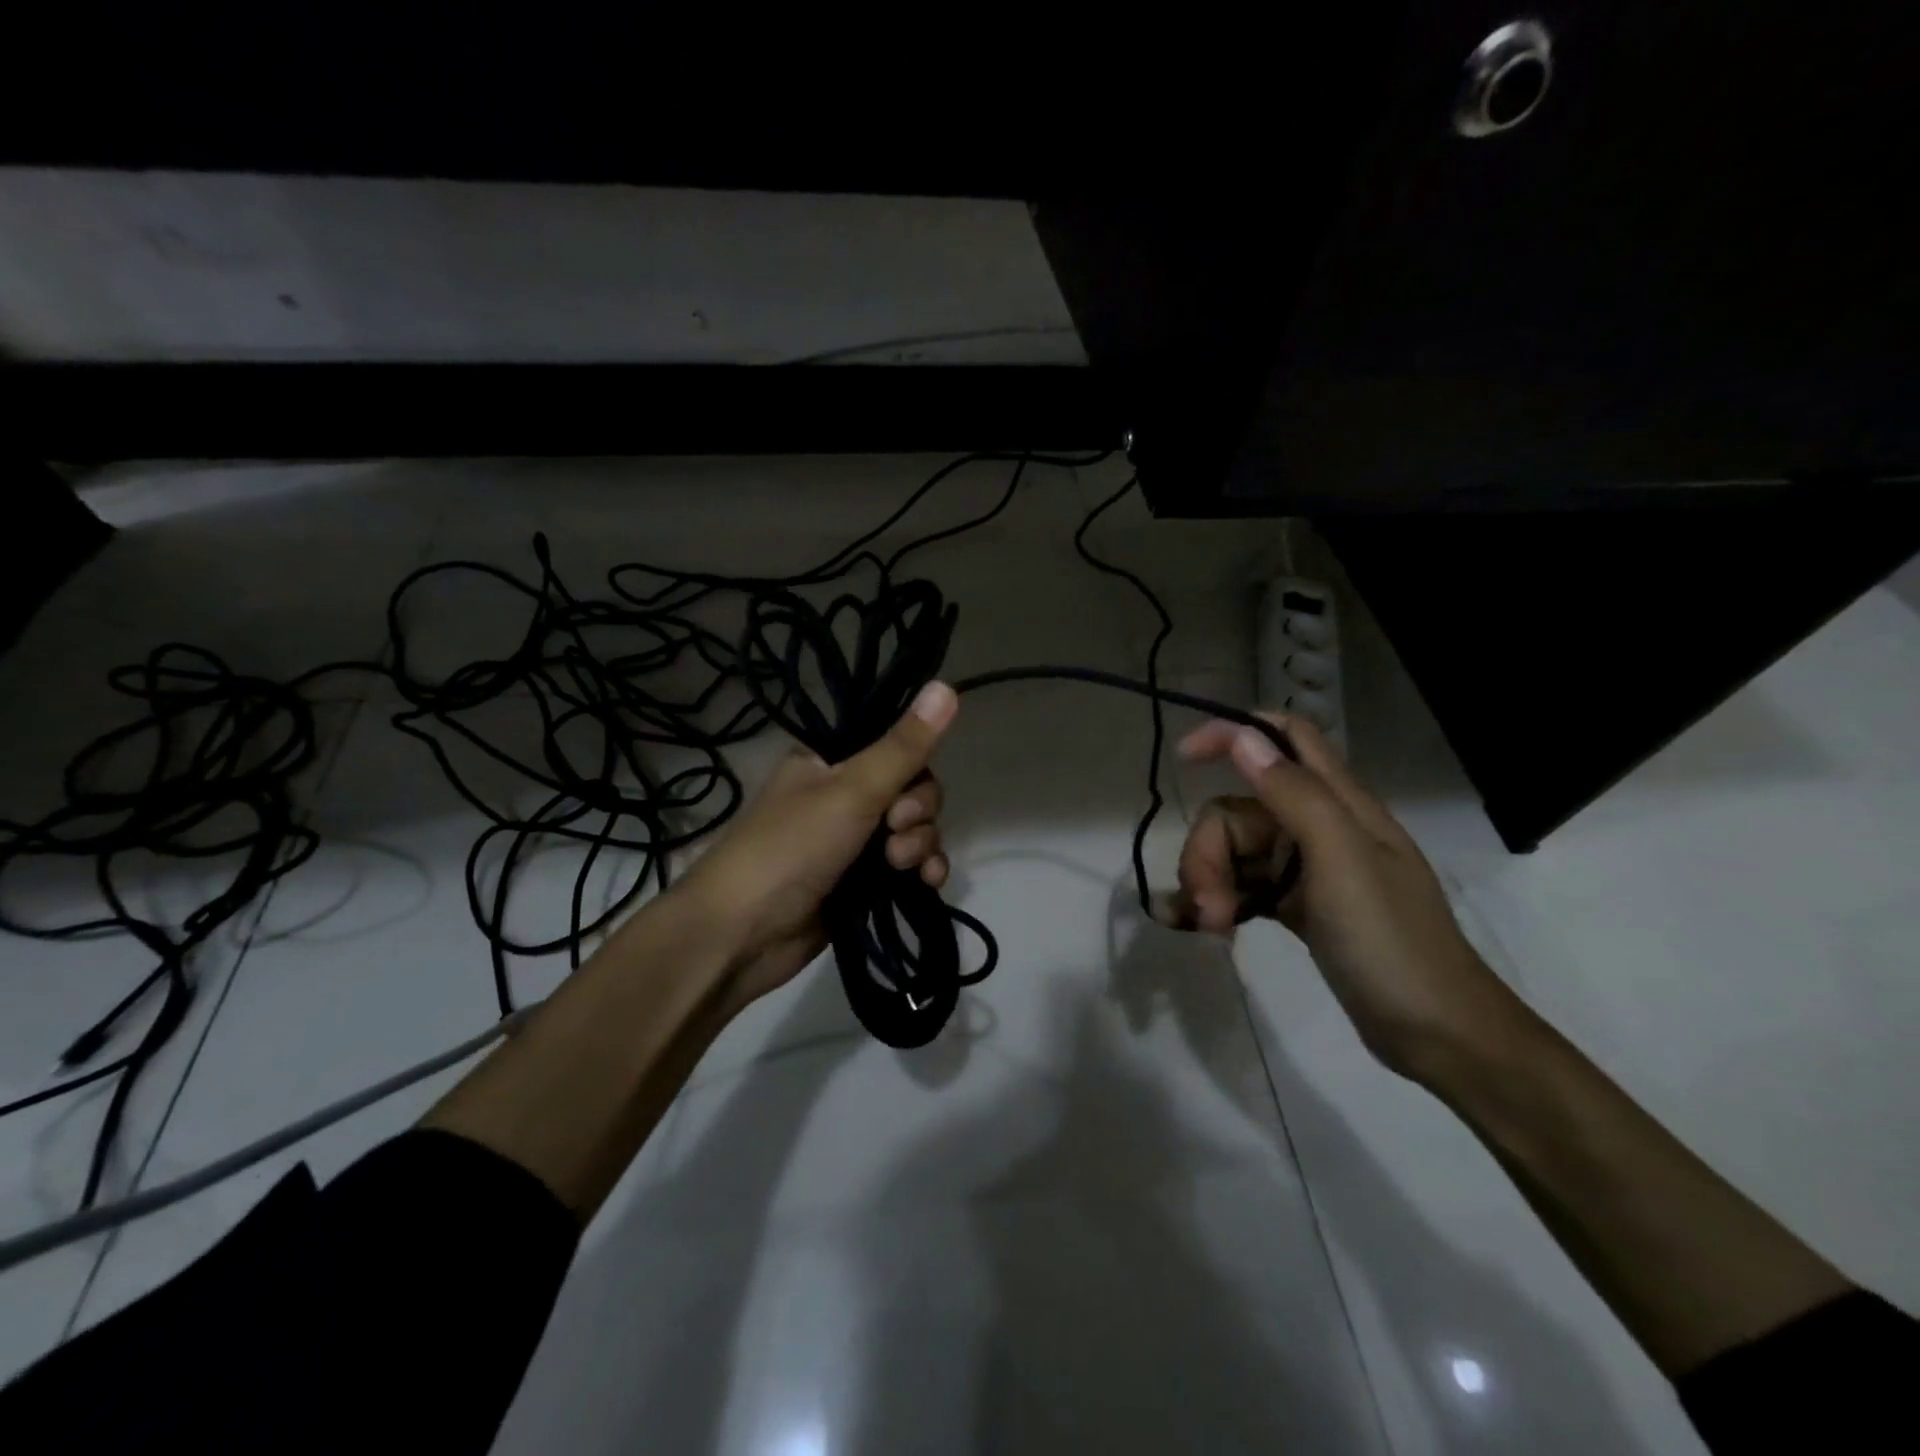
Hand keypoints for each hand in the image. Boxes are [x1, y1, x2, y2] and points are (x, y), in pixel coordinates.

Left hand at [678, 680, 958, 1007]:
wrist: (743, 936)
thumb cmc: (791, 849)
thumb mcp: (851, 791)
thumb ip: (903, 747)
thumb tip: (946, 685)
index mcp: (831, 762)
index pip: (896, 748)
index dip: (914, 771)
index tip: (903, 796)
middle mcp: (845, 796)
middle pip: (913, 790)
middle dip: (917, 815)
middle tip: (893, 835)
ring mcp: (855, 842)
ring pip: (915, 830)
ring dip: (921, 846)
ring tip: (901, 868)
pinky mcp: (864, 883)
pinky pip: (910, 866)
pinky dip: (922, 872)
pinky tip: (927, 885)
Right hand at [1171, 712, 1514, 1077]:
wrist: (1437, 1034)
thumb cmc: (1391, 943)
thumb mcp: (1341, 861)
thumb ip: (1294, 795)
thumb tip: (1243, 737)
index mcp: (1339, 804)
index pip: (1284, 738)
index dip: (1233, 733)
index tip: (1183, 759)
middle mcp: (1319, 828)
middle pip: (1239, 810)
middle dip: (1209, 851)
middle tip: (1207, 906)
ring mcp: (1307, 869)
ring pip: (1235, 851)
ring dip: (1211, 883)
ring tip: (1213, 928)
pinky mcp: (1298, 905)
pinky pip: (1243, 886)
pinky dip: (1221, 902)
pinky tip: (1211, 929)